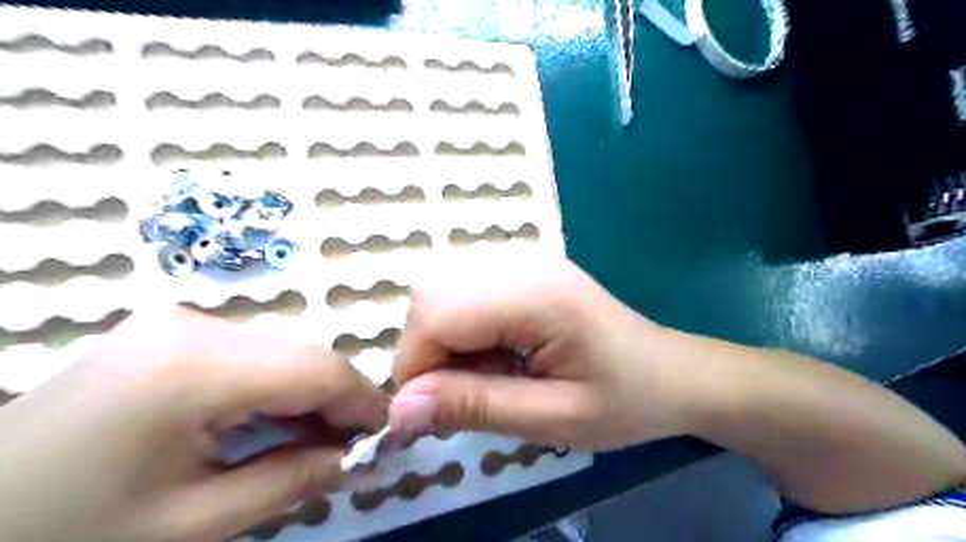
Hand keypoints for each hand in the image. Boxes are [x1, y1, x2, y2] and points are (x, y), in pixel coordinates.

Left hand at [1, 309, 385, 540]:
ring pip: (282, 352)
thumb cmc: (68, 534)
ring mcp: (177, 321)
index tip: (388, 436)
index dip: (364, 401)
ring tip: (316, 442)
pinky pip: (251, 354)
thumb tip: (360, 460)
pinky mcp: (170, 331)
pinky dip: (276, 388)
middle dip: (338, 401)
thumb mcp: (192, 524)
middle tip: (352, 449)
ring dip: (308, 395)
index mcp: (193, 367)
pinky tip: (272, 424)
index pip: (318, 369)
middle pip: (302, 356)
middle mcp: (192, 324)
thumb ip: (292, 480)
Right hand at [388, 257, 706, 450]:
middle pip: (432, 293)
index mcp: (537, 294)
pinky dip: (461, 331)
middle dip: (426, 351)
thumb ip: (475, 406)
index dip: (415, 365)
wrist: (671, 373)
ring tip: (487, 376)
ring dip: (443, 341)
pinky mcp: (523, 272)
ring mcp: (523, 262)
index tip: (426, 414)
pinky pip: (464, 293)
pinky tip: (495, 355)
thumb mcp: (554, 418)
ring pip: (443, 291)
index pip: (437, 312)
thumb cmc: (625, 401)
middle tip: (461, 396)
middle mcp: (523, 263)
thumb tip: (400, 407)